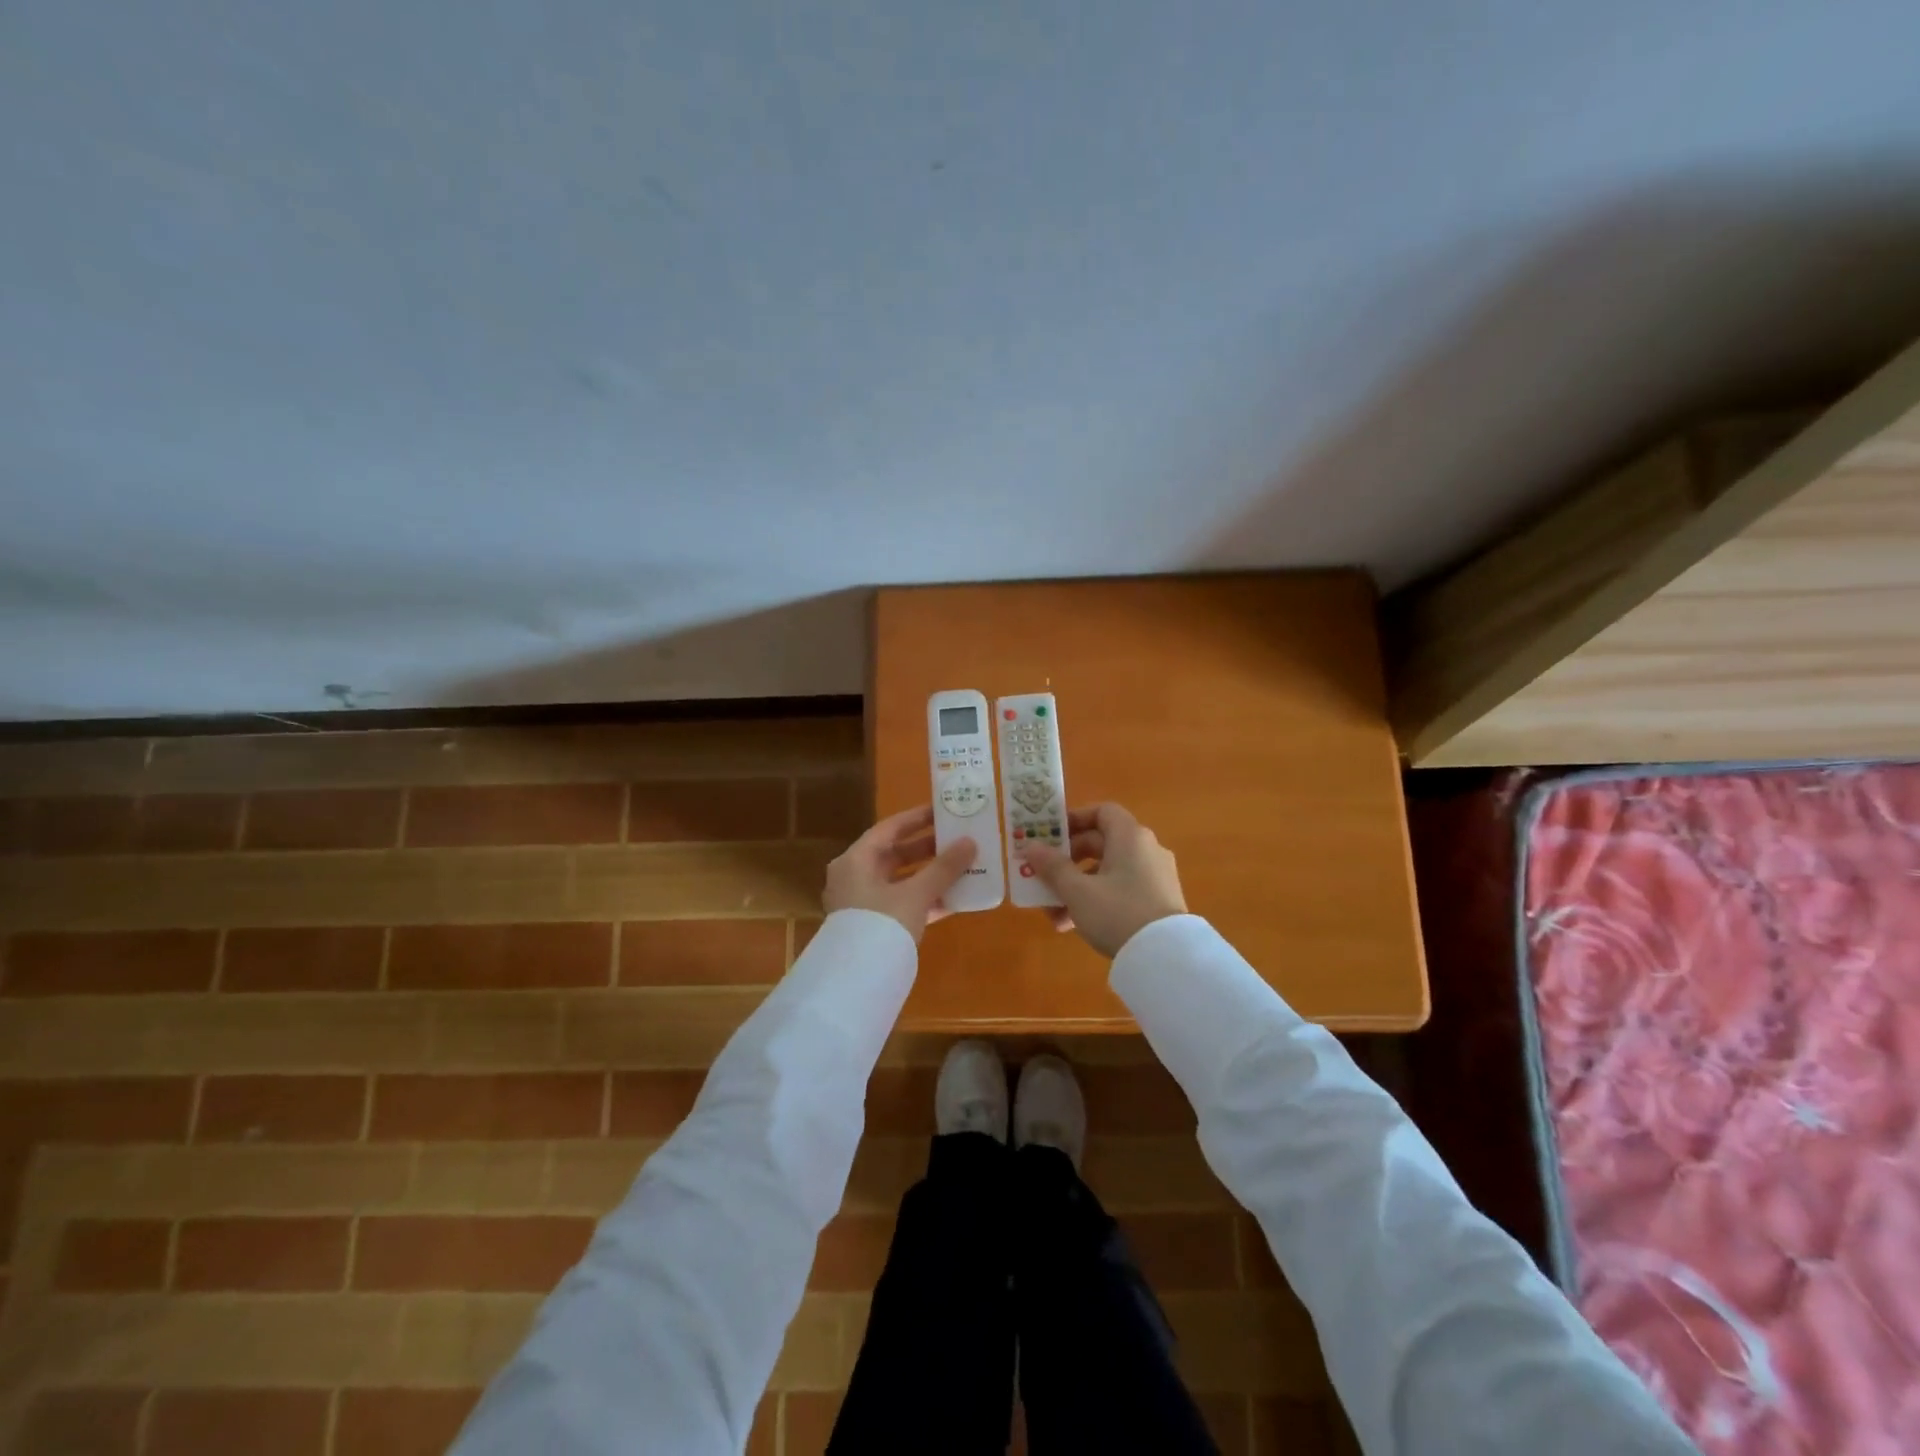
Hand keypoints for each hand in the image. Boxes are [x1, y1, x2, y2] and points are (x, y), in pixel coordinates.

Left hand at [823, 805, 978, 943]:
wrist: (858, 981)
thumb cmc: (882, 924)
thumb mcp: (916, 893)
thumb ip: (944, 868)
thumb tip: (971, 842)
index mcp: (856, 860)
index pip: (889, 829)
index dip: (917, 818)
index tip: (943, 811)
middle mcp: (854, 877)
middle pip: (894, 854)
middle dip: (928, 849)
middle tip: (958, 839)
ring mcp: (862, 903)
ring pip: (901, 881)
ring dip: (930, 876)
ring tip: (963, 867)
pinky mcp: (873, 927)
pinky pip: (902, 904)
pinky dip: (925, 900)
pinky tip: (954, 901)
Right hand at [1019, 802, 1186, 956]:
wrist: (1165, 958)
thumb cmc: (1117, 913)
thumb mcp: (1077, 891)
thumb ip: (1053, 867)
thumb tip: (1031, 847)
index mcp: (1130, 837)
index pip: (1102, 812)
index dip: (1075, 819)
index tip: (1051, 836)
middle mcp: (1146, 849)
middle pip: (1101, 843)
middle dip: (1067, 862)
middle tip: (1044, 876)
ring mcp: (1155, 876)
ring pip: (1107, 872)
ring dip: (1077, 888)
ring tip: (1053, 914)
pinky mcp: (1158, 901)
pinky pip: (1121, 890)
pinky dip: (1097, 900)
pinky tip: (1073, 926)